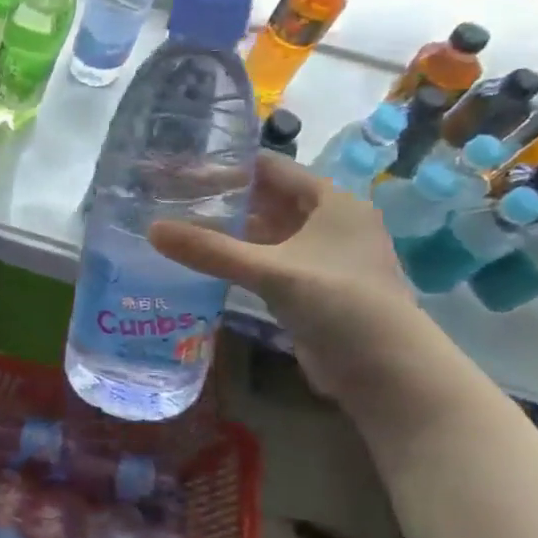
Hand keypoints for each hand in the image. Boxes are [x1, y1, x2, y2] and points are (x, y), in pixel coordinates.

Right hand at [148, 153, 419, 397]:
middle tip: (172, 199)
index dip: (228, 166)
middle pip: (268, 200)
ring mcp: (322, 257)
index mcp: (332, 202)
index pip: (272, 169)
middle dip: (224, 199)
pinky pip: (269, 262)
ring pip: (268, 233)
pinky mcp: (312, 288)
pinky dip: (240, 259)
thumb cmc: (339, 302)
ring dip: (230, 231)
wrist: (386, 371)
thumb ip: (210, 250)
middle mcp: (329, 222)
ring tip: (181, 227)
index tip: (182, 169)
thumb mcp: (271, 271)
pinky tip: (207, 262)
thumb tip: (151, 230)